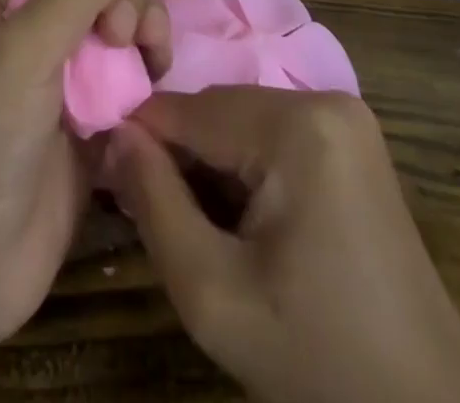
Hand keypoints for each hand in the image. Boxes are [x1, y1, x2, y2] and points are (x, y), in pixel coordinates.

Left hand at [0, 0, 170, 345]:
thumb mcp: (25, 49)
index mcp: (3, 1)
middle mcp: (34, 32)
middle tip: (122, 33)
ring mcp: (64, 80)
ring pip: (118, 29)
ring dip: (141, 33)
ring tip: (149, 62)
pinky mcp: (91, 126)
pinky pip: (130, 80)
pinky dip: (146, 77)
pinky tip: (153, 91)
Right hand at [107, 87, 459, 402]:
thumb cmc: (318, 361)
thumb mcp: (213, 294)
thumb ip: (153, 202)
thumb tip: (113, 134)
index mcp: (296, 125)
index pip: (188, 108)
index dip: (141, 140)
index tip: (108, 178)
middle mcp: (323, 98)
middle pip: (216, 111)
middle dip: (179, 156)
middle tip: (152, 214)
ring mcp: (344, 116)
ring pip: (240, 120)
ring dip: (210, 163)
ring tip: (197, 225)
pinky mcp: (351, 139)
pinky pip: (272, 133)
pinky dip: (244, 167)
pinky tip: (241, 220)